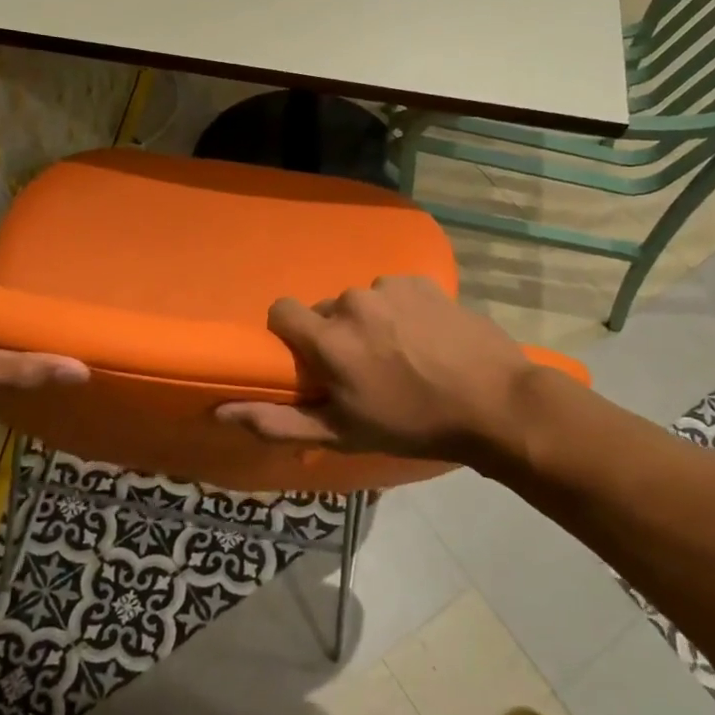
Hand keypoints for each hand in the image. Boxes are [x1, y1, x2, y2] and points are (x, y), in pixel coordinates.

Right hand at [215, 277, 534, 462]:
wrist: (493, 403)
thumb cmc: (413, 424)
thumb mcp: (342, 433)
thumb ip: (278, 421)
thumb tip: (221, 410)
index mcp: (328, 338)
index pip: (281, 311)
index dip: (291, 335)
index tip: (312, 360)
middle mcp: (353, 302)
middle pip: (326, 310)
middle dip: (336, 335)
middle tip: (367, 370)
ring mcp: (390, 287)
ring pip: (362, 302)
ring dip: (371, 323)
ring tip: (403, 355)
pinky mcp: (422, 281)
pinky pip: (394, 292)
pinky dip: (401, 310)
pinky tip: (426, 337)